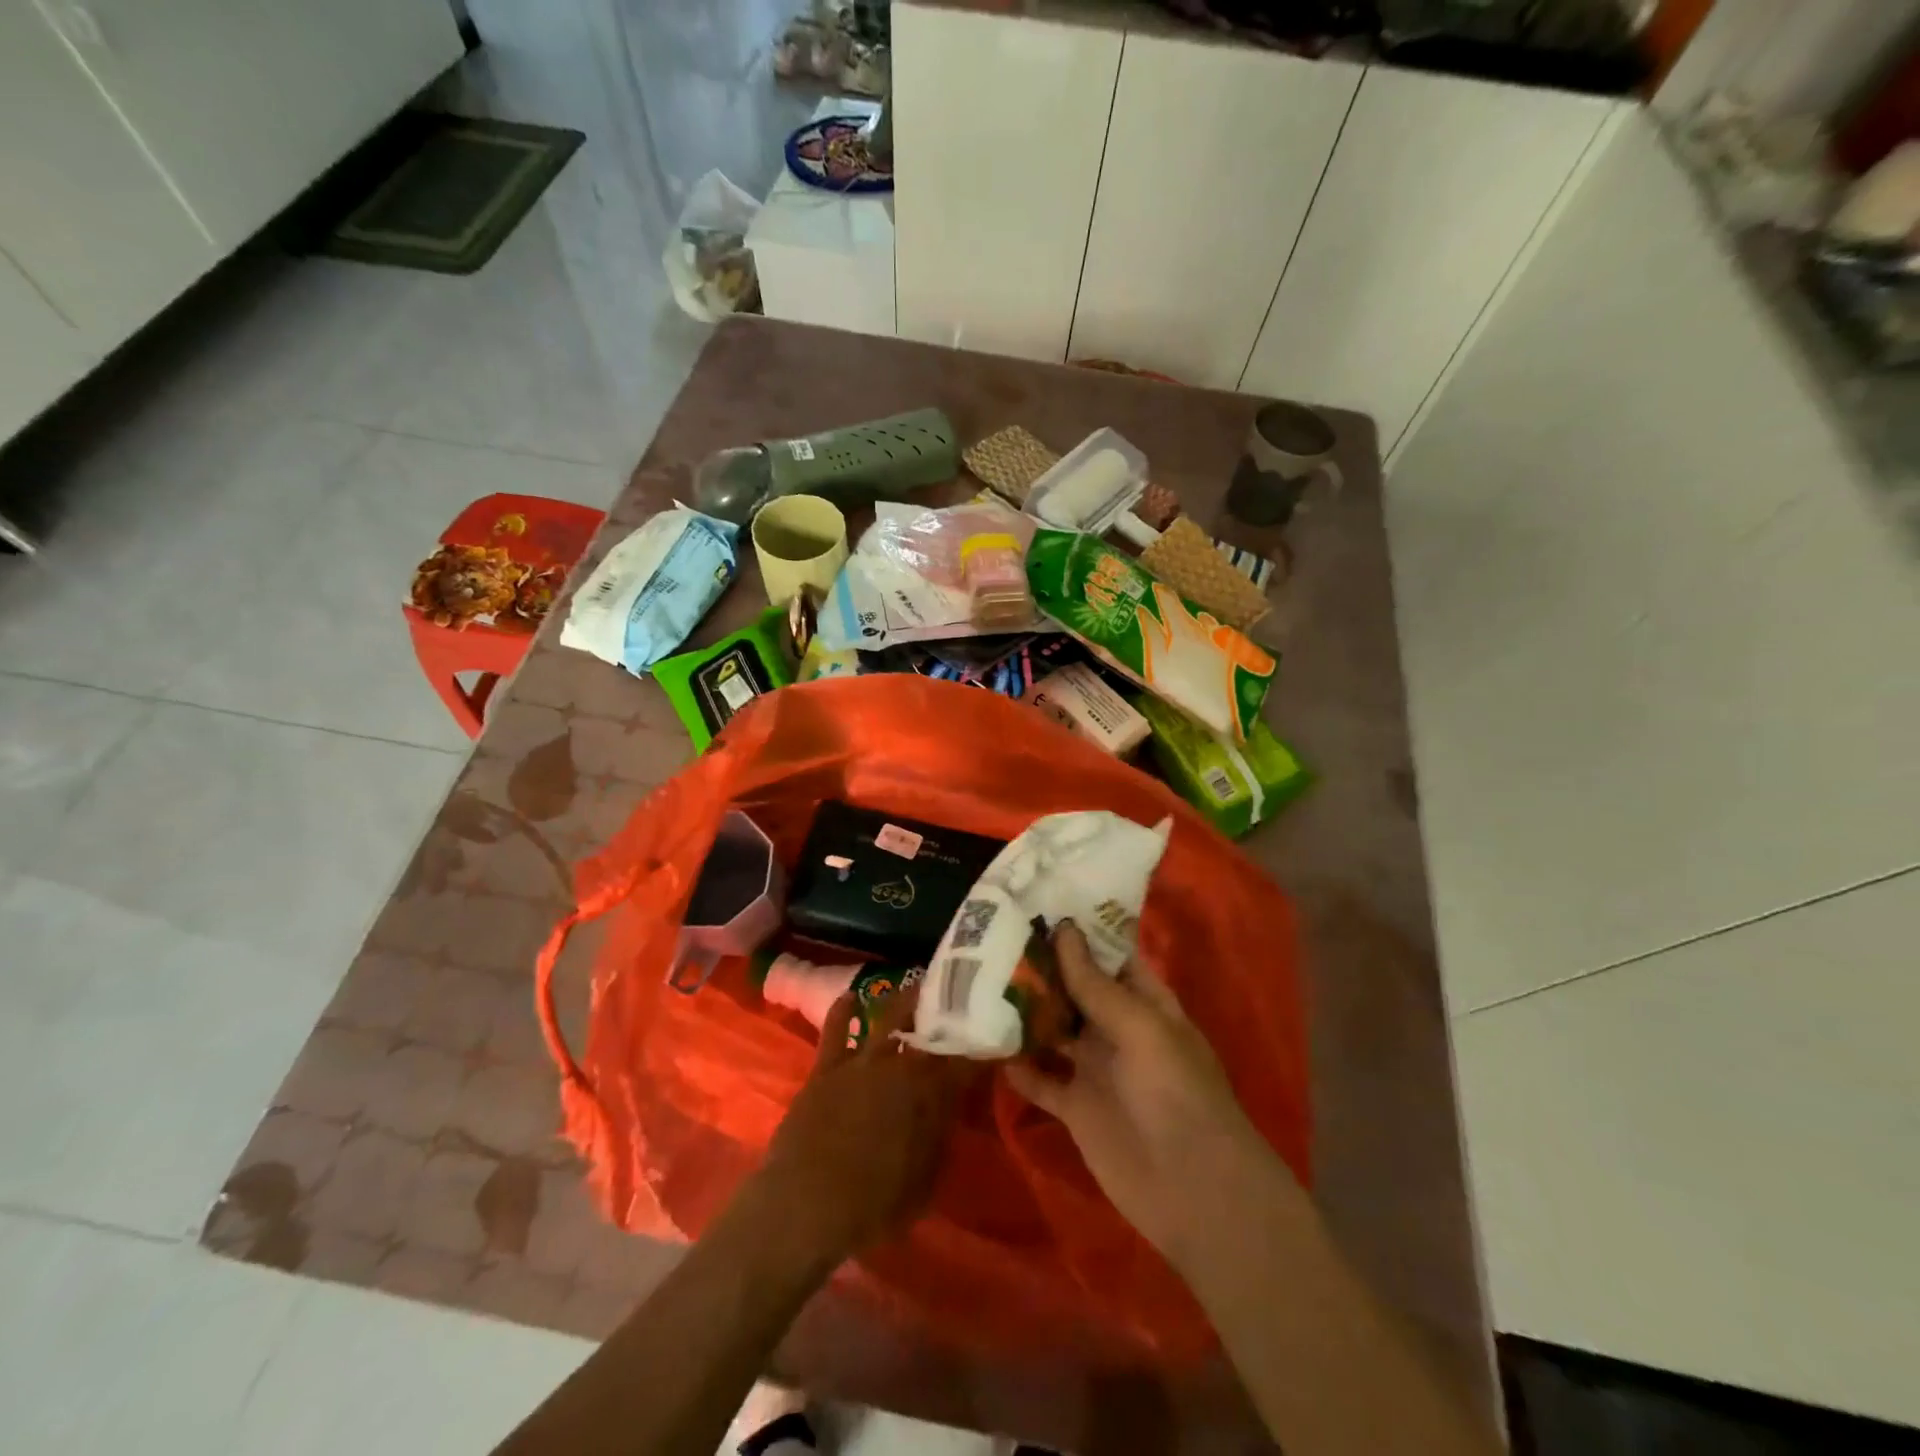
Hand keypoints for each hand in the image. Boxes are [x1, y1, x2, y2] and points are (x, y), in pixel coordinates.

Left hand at [758, 989, 978, 1269]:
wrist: (806, 1205)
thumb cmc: (873, 1206)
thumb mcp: (925, 1182)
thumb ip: (940, 1136)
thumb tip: (951, 1105)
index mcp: (931, 1094)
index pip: (966, 1061)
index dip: (982, 1047)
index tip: (992, 1037)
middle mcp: (901, 1066)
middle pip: (930, 1028)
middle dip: (947, 1011)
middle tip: (957, 1000)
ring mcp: (862, 1060)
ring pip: (889, 1015)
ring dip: (906, 999)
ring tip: (918, 984)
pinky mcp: (828, 1065)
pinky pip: (836, 1027)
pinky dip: (844, 1009)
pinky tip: (852, 996)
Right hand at [1006, 922, 1295, 1266]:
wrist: (1193, 1189)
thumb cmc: (1176, 1092)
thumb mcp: (1141, 1028)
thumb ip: (1096, 985)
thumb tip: (1064, 930)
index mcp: (1144, 1002)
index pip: (1110, 955)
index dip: (1080, 931)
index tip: (1038, 903)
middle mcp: (1117, 1028)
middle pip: (1076, 989)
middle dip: (1043, 967)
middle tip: (995, 935)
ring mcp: (1095, 1068)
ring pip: (1054, 1029)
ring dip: (1025, 1011)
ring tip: (981, 980)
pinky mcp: (1075, 1107)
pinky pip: (1041, 1078)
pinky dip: (1018, 1064)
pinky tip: (986, 1043)